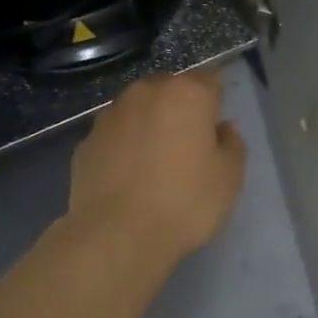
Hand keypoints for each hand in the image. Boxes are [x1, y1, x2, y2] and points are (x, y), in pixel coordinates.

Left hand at [66, 71, 246, 265]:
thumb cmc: (185, 202)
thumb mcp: (230, 177)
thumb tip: (222, 128)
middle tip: (188, 146)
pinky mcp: (85, 143)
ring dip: (149, 126)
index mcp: (186, 94)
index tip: (216, 129)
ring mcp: (109, 117)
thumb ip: (232, 144)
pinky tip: (128, 179)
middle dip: (180, 110)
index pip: (210, 81)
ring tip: (155, 163)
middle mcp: (145, 93)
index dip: (216, 102)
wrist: (117, 236)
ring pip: (137, 111)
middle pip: (169, 91)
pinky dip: (123, 148)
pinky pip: (114, 137)